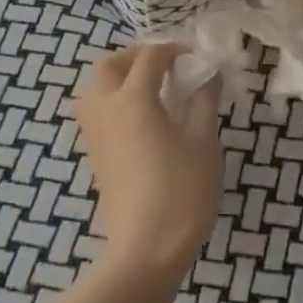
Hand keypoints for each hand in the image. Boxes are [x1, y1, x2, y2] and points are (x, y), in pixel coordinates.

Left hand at [73, 44, 222, 281]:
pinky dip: (114, 102)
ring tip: (152, 91)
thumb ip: (204, 102)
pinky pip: (96, 112)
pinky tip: (142, 119)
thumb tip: (208, 75)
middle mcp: (106, 108)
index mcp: (133, 98)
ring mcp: (94, 133)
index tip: (197, 59)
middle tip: (166, 67)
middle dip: (137, 57)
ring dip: (120, 78)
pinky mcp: (94, 155)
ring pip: (96, 88)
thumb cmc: (181, 192)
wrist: (146, 251)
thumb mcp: (204, 142)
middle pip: (111, 65)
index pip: (150, 57)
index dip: (174, 50)